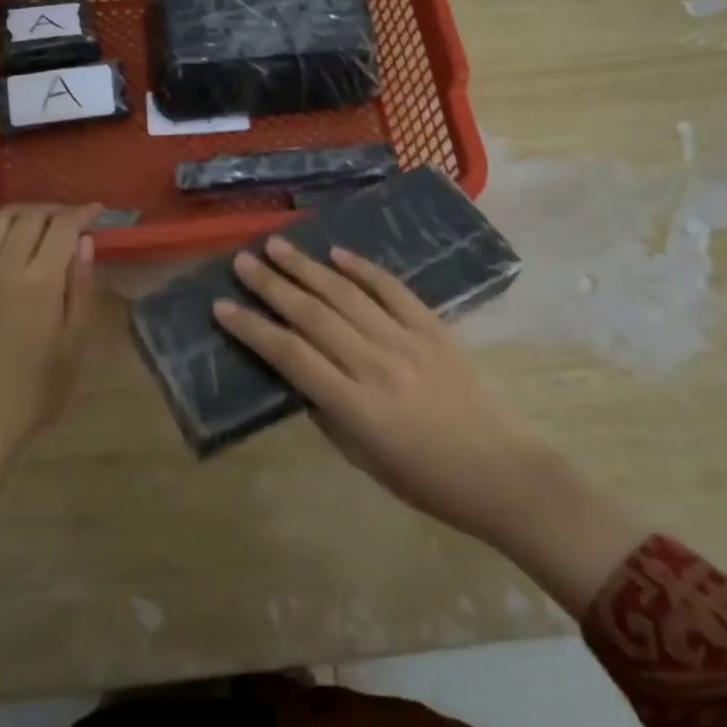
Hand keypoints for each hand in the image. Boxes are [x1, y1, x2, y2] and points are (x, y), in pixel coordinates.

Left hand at [0, 203, 100, 504]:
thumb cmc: (41, 386)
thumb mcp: (76, 341)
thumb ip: (80, 287)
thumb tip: (85, 243)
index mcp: (41, 282)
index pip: (63, 229)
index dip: (83, 214)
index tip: (98, 211)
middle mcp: (5, 269)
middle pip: (30, 218)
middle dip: (55, 211)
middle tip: (72, 220)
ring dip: (19, 211)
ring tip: (37, 217)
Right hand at [215, 236, 645, 613]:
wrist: (504, 473)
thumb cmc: (428, 481)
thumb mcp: (364, 459)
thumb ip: (327, 412)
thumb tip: (299, 374)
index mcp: (356, 406)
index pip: (290, 356)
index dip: (252, 329)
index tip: (222, 307)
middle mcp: (377, 365)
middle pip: (313, 315)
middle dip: (271, 286)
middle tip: (242, 262)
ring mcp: (409, 341)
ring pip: (347, 294)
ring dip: (308, 268)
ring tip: (277, 245)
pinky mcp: (435, 328)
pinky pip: (393, 290)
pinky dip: (364, 269)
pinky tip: (338, 254)